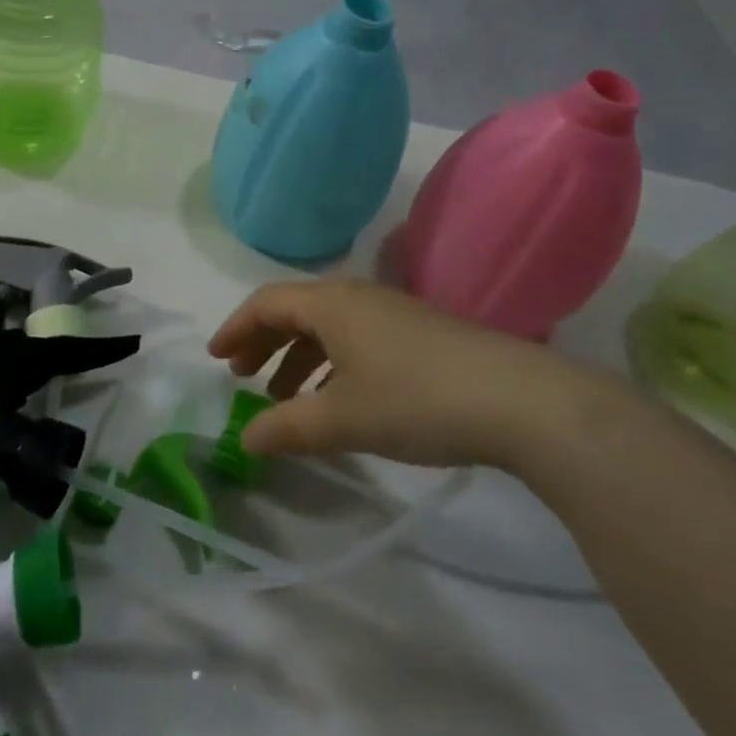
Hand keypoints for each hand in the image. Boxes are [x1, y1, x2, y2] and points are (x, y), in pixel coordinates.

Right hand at [208, 280, 588, 471]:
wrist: (519, 400)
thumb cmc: (416, 400)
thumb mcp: (342, 419)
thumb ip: (287, 428)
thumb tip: (244, 439)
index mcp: (330, 304)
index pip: (266, 303)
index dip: (235, 328)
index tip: (215, 359)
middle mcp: (357, 297)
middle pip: (294, 310)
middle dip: (263, 342)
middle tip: (242, 377)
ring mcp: (392, 312)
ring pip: (327, 326)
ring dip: (298, 357)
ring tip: (285, 397)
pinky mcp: (419, 333)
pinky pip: (356, 338)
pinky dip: (331, 362)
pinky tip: (339, 398)